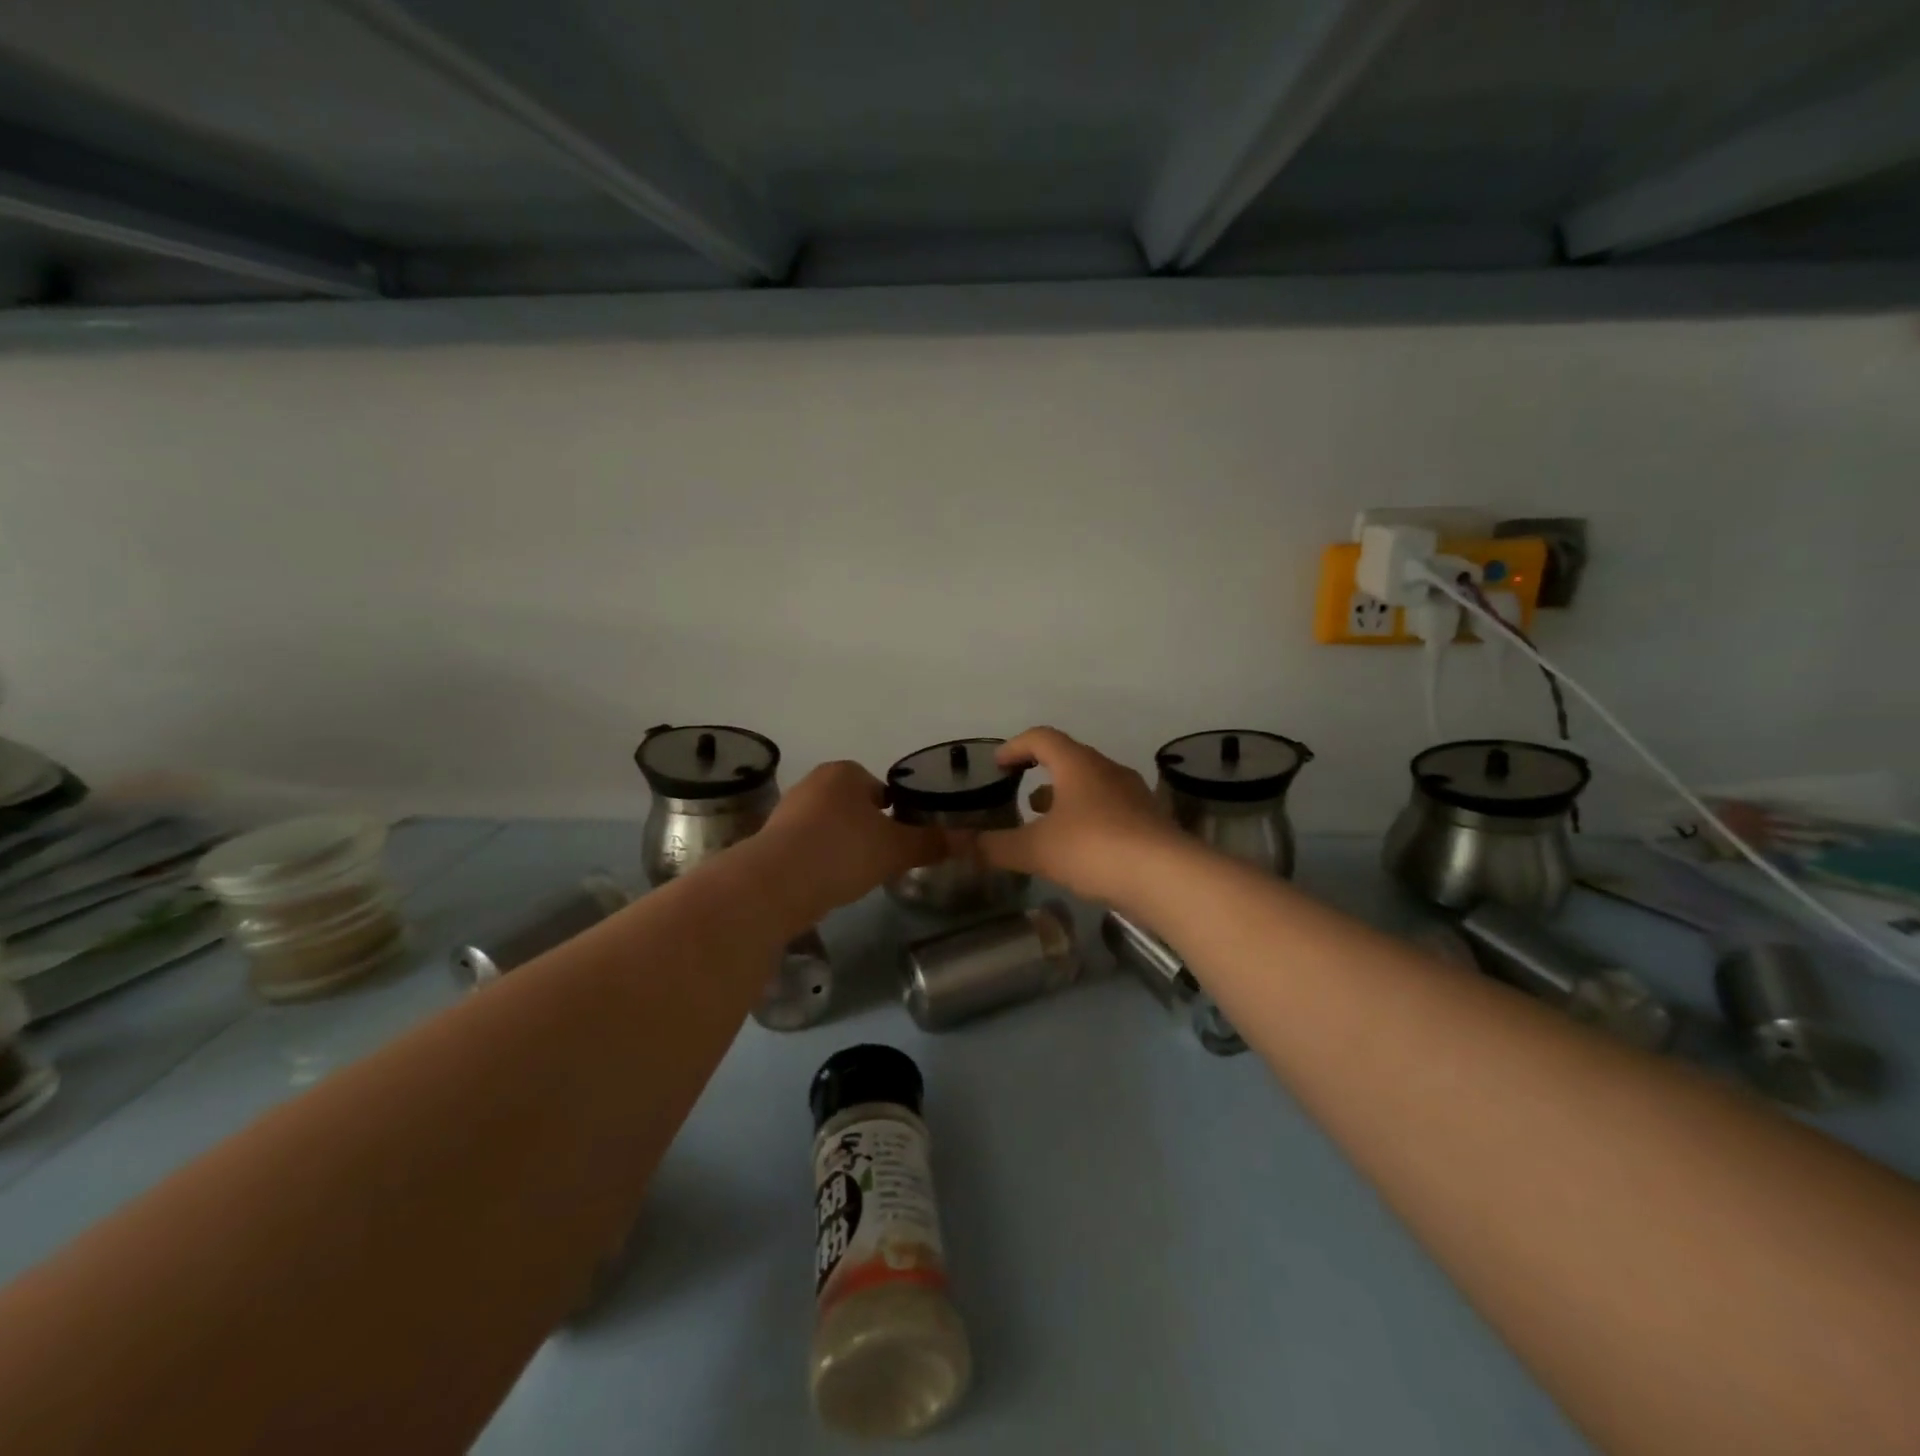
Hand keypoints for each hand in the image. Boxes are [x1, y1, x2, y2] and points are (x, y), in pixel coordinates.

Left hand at [760, 761, 945, 916]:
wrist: (776, 884)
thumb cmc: (843, 851)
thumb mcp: (897, 849)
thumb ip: (931, 843)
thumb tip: (967, 840)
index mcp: (846, 773)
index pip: (882, 787)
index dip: (898, 812)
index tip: (904, 840)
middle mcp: (815, 783)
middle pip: (856, 806)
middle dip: (870, 829)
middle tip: (885, 858)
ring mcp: (789, 811)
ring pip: (832, 826)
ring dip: (846, 846)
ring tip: (858, 875)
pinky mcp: (772, 840)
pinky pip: (810, 846)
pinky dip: (823, 860)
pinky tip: (831, 882)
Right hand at [968, 727, 1183, 903]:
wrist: (1168, 877)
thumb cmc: (1094, 849)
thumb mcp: (1035, 850)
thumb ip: (996, 846)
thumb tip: (962, 845)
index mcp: (1077, 764)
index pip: (1042, 738)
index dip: (1015, 746)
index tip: (998, 764)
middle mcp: (1107, 771)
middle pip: (1070, 759)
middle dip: (1042, 773)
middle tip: (1020, 792)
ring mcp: (1133, 795)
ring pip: (1092, 785)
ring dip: (1066, 797)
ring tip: (1045, 821)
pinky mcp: (1150, 821)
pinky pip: (1110, 809)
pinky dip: (1088, 818)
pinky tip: (1080, 847)